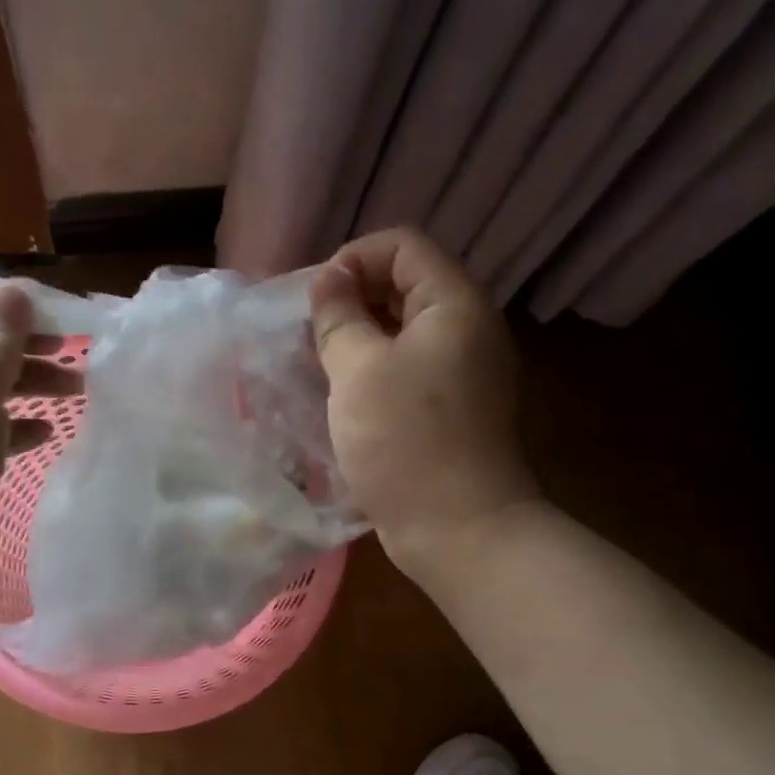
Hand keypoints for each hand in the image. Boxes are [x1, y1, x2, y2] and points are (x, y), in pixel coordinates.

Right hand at [311, 228, 539, 580]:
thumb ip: (339, 316)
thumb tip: (328, 279)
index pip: (403, 245)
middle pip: (404, 285)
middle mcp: (466, 330)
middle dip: (351, 299)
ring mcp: (462, 372)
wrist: (459, 529)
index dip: (353, 258)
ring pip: (402, 331)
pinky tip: (340, 396)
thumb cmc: (405, 441)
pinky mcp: (450, 409)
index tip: (315, 300)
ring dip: (357, 338)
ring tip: (315, 363)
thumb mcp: (358, 370)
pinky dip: (373, 371)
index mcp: (454, 305)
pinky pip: (407, 369)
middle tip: (308, 333)